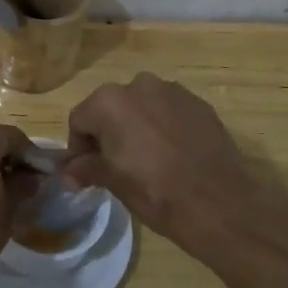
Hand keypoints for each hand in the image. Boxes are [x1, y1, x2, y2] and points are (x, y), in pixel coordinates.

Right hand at [64, 73, 287, 261]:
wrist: (218, 202)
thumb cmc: (154, 191)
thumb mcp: (113, 181)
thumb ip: (87, 168)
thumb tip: (69, 171)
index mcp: (109, 102)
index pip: (80, 120)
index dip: (79, 147)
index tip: (87, 170)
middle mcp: (139, 85)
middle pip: (111, 108)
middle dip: (109, 132)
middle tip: (116, 164)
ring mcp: (173, 91)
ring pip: (142, 106)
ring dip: (137, 126)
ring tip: (148, 159)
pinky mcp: (200, 104)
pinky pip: (170, 111)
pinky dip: (165, 127)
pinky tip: (174, 155)